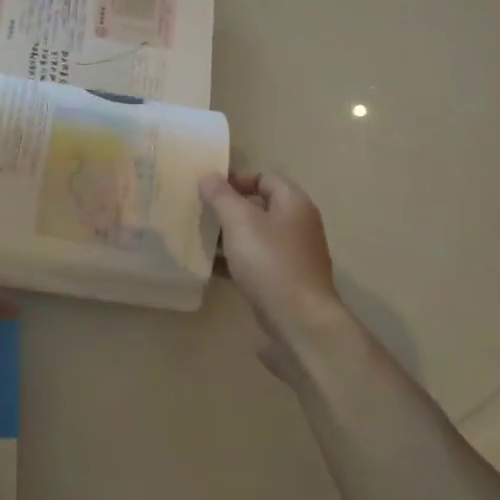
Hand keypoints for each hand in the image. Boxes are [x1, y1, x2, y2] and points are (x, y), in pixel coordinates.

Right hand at [202, 170, 350, 384]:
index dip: (237, 179)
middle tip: (200, 213)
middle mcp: (298, 226)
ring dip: (229, 236)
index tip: (209, 190)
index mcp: (294, 204)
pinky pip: (256, 261)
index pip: (266, 177)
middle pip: (260, 207)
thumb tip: (209, 176)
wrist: (299, 322)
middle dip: (229, 209)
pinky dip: (235, 260)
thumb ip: (221, 196)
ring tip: (200, 239)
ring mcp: (293, 256)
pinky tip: (211, 267)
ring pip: (256, 236)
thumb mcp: (240, 222)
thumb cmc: (271, 263)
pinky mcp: (284, 281)